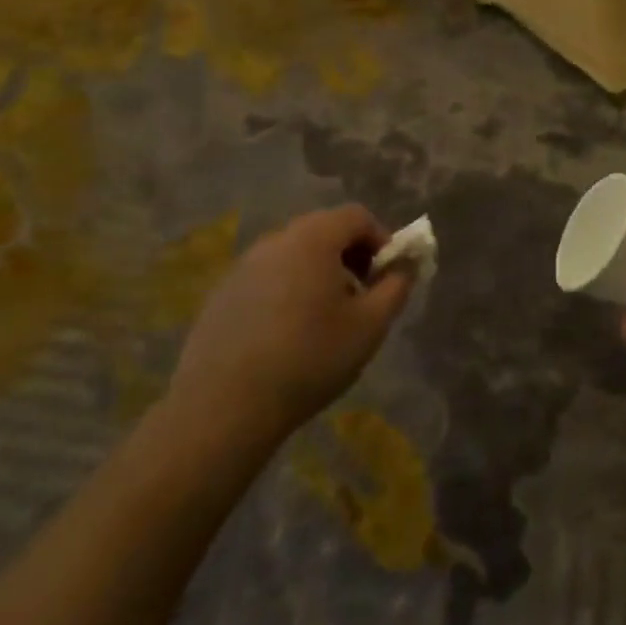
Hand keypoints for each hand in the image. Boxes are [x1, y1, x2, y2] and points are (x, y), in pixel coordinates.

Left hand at [166, 205, 416, 461]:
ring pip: (294, 255)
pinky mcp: (220, 295)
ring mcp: (242, 267)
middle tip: (362, 295)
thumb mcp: (370, 325)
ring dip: (319, 273)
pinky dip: (288, 290)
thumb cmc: (309, 359)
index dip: (381, 239)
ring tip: (327, 318)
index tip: (388, 276)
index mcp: (313, 239)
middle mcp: (275, 241)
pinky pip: (267, 278)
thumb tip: (405, 265)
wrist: (223, 408)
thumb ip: (396, 286)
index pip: (356, 216)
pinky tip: (288, 335)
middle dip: (351, 255)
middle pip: (324, 230)